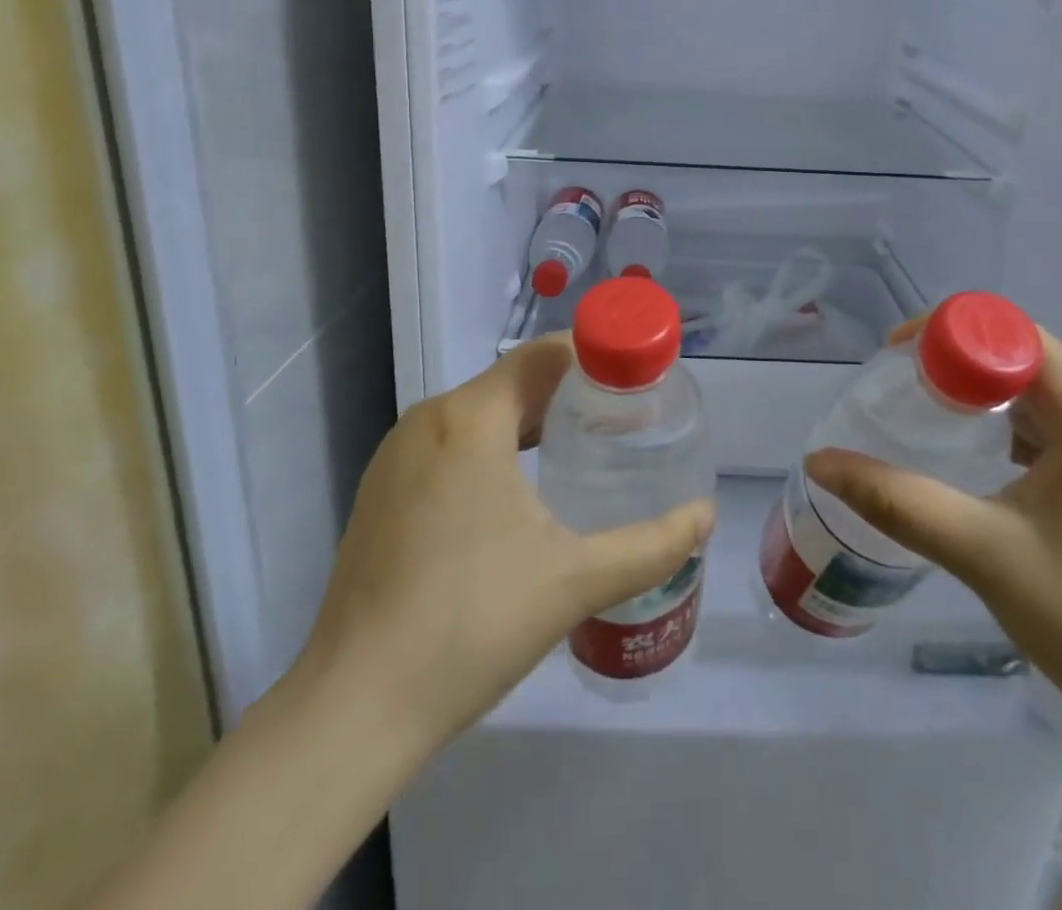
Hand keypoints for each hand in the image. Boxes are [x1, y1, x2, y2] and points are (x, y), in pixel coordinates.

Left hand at [288, 336, 715, 752]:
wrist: (354, 706)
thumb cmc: (471, 624)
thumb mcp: (575, 581)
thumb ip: (651, 545)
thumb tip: (706, 516)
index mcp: (470, 419)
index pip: (541, 355)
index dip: (592, 354)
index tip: (635, 377)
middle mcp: (427, 420)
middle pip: (511, 382)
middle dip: (568, 392)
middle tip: (620, 417)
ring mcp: (395, 457)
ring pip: (477, 413)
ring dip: (529, 420)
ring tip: (579, 448)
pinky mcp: (380, 492)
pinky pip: (448, 444)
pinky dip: (491, 447)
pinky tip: (517, 493)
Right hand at [806, 323, 1061, 769]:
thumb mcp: (983, 554)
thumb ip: (894, 499)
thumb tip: (818, 460)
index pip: (1009, 333)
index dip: (942, 333)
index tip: (892, 361)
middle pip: (1026, 358)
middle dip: (958, 368)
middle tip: (903, 398)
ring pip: (1049, 392)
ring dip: (990, 400)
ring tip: (937, 429)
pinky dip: (1024, 429)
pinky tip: (997, 469)